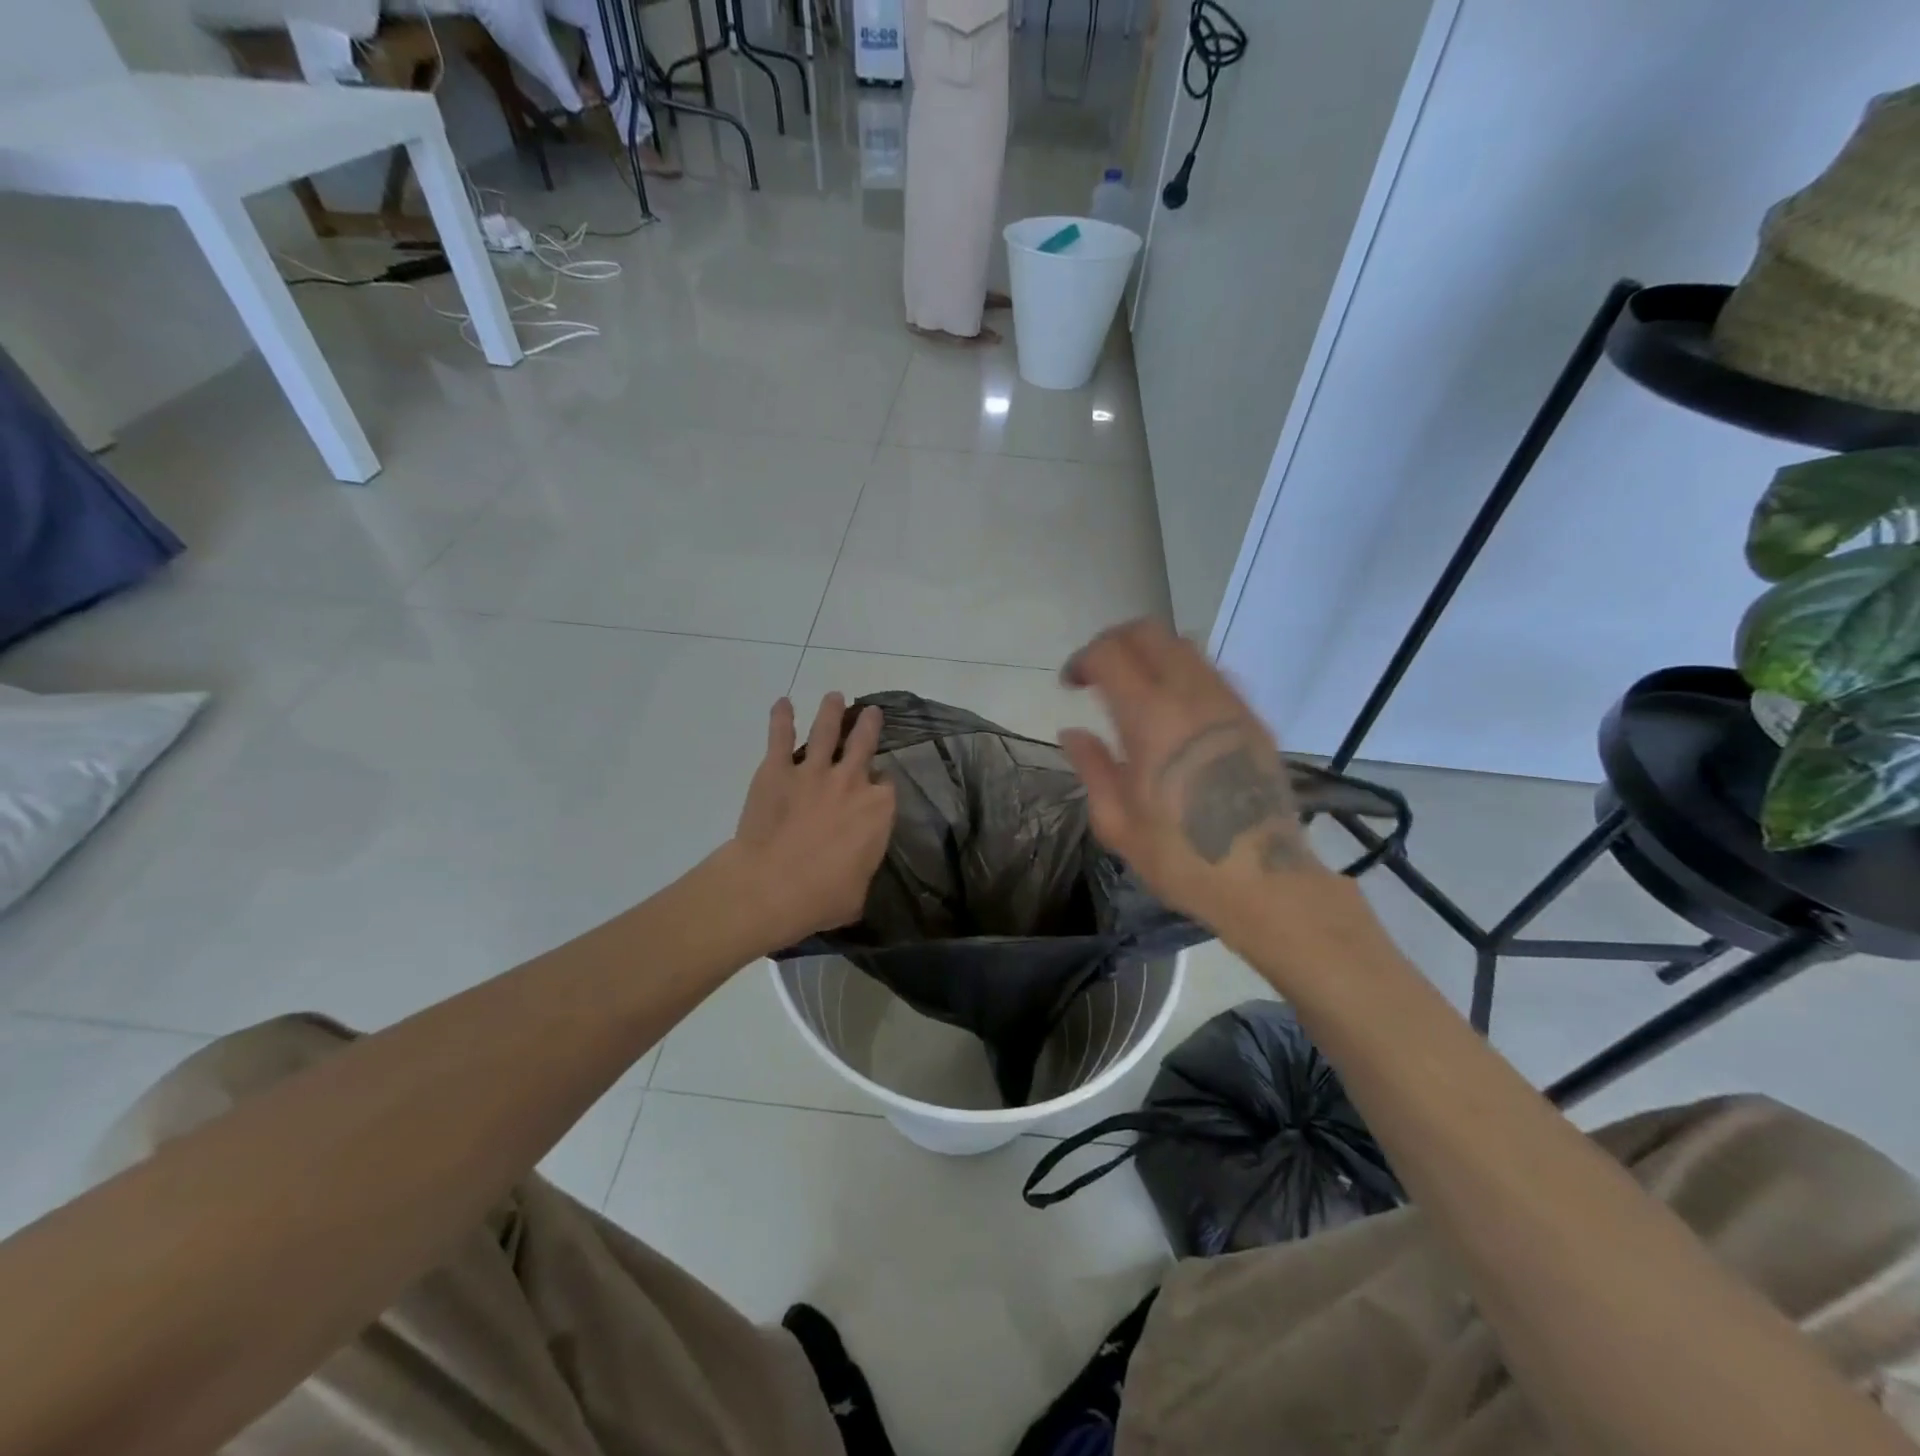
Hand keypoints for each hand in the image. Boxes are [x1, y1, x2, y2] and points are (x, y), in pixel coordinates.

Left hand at [730, 693, 895, 946]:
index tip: (875, 787)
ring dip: (831, 712)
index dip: (880, 786)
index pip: (886, 787)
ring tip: (834, 697)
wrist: (771, 887)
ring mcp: (813, 772)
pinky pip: (780, 737)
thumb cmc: (822, 898)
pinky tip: (782, 702)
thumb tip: (852, 873)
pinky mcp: (776, 771)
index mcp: (878, 810)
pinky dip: (781, 718)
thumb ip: (861, 870)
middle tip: (871, 712)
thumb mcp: (857, 893)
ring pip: (826, 731)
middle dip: (869, 726)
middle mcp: (851, 782)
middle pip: (864, 744)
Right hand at [1057, 620, 1330, 929]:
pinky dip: (1182, 673)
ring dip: (1150, 655)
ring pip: (1185, 646)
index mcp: (1151, 720)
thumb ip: (1092, 767)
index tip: (1070, 686)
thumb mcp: (1117, 823)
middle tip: (1097, 674)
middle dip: (1114, 643)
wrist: (1265, 882)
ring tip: (1134, 691)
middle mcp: (1192, 696)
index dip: (1083, 659)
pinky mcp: (1253, 719)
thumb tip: (1072, 732)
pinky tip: (1173, 711)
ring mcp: (1230, 703)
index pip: (1111, 653)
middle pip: (1150, 633)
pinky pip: (1212, 673)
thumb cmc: (1181, 859)